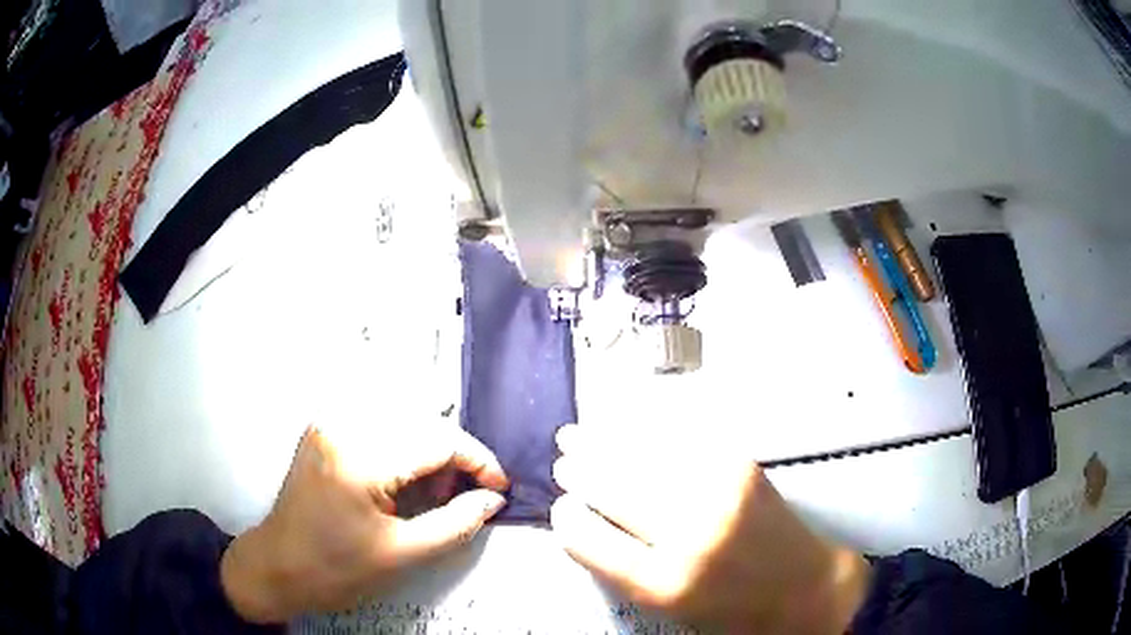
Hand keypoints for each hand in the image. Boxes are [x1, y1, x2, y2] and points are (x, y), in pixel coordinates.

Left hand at [221, 425, 508, 622]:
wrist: (277, 566)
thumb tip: (492, 499)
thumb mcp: (402, 555)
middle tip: (460, 499)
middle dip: (452, 460)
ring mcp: (329, 424)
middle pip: (422, 424)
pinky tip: (402, 482)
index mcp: (360, 458)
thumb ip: (455, 524)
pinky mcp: (324, 431)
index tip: (498, 488)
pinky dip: (402, 450)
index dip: (478, 461)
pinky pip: (379, 427)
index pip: (438, 439)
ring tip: (430, 495)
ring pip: (403, 422)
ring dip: (428, 454)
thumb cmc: (335, 569)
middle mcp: (343, 425)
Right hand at [550, 425, 868, 633]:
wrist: (804, 590)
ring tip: (578, 436)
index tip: (561, 509)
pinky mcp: (741, 467)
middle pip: (611, 489)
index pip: (587, 539)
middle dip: (579, 472)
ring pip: (640, 456)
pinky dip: (645, 432)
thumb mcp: (667, 609)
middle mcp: (688, 535)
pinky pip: (679, 441)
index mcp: (662, 583)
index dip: (566, 519)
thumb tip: (586, 524)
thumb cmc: (734, 611)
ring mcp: (718, 493)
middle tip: (564, 463)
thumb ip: (623, 569)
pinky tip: (628, 429)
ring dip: (602, 442)